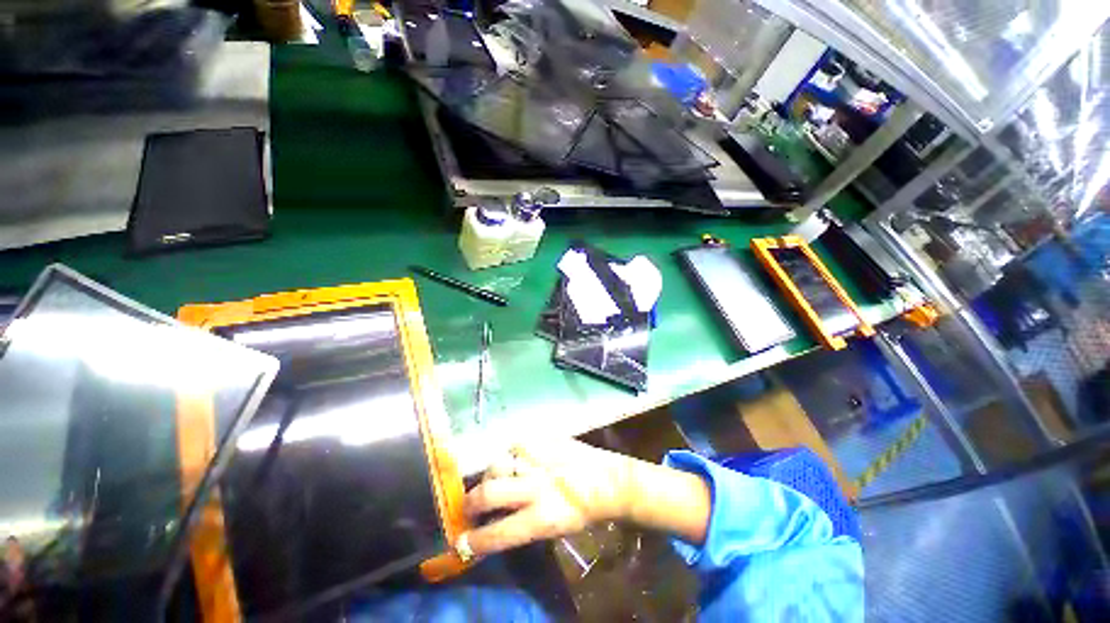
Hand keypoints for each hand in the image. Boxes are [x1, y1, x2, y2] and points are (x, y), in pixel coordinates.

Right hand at [459, 439, 634, 557]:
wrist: (607, 479)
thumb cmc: (582, 511)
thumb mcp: (553, 530)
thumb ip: (521, 525)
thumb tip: (492, 521)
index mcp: (540, 518)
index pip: (495, 534)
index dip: (472, 540)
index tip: (461, 540)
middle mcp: (535, 486)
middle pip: (487, 492)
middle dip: (470, 502)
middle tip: (470, 505)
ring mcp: (538, 458)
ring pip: (496, 464)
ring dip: (491, 476)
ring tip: (497, 479)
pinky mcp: (542, 439)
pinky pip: (513, 446)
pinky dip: (510, 456)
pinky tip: (518, 461)